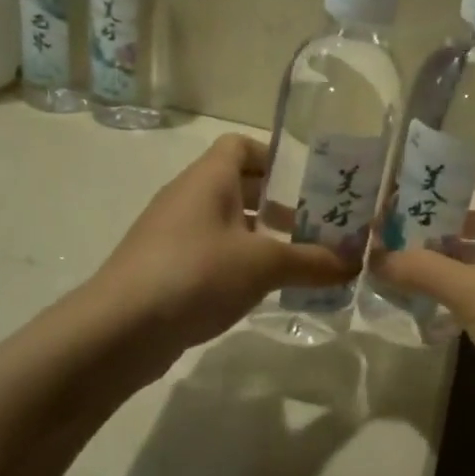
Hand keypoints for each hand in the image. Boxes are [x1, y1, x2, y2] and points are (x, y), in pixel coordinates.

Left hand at [95, 134, 352, 352]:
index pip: (241, 146)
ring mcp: (172, 234)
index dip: (274, 157)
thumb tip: (356, 263)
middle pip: (238, 185)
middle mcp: (188, 197)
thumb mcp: (264, 265)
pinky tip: (262, 289)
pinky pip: (211, 252)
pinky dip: (238, 262)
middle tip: (315, 225)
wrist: (118, 330)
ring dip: (260, 236)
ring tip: (297, 260)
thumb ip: (313, 262)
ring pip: (225, 222)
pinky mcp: (165, 268)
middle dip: (278, 202)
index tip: (307, 183)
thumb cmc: (196, 274)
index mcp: (208, 178)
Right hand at [370, 189, 474, 455]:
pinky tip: (418, 296)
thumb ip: (423, 270)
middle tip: (391, 222)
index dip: (463, 185)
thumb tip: (374, 256)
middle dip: (440, 226)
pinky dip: (450, 293)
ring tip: (393, 256)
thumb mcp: (473, 292)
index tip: (420, 183)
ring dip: (441, 262)